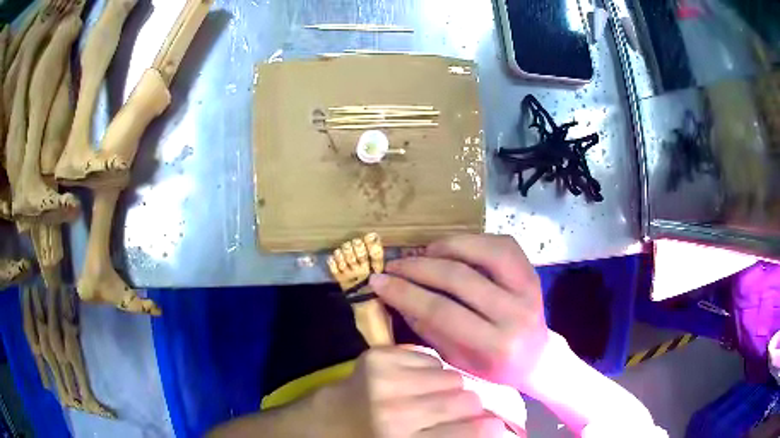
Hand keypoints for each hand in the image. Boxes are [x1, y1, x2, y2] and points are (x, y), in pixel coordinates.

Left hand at [316, 347, 504, 437]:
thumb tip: (498, 428)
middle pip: (466, 399)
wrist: (329, 419)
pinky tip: (414, 382)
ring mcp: (383, 380)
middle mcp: (394, 412)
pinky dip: (429, 371)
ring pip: (451, 375)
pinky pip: (430, 358)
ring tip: (432, 396)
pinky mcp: (377, 356)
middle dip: (469, 406)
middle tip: (459, 410)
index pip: (469, 432)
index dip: (491, 427)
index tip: (497, 425)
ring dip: (449, 387)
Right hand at [370, 234, 547, 390]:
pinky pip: (503, 245)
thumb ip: (427, 328)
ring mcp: (529, 290)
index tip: (378, 281)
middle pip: (460, 279)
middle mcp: (515, 315)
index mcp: (494, 346)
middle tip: (393, 265)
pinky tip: (454, 247)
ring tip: (423, 252)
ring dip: (448, 246)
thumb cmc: (492, 368)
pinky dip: (474, 240)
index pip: (441, 312)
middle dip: (419, 268)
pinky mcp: (533, 274)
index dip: (405, 293)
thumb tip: (395, 295)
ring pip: (485, 252)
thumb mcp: (455, 359)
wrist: (536, 360)